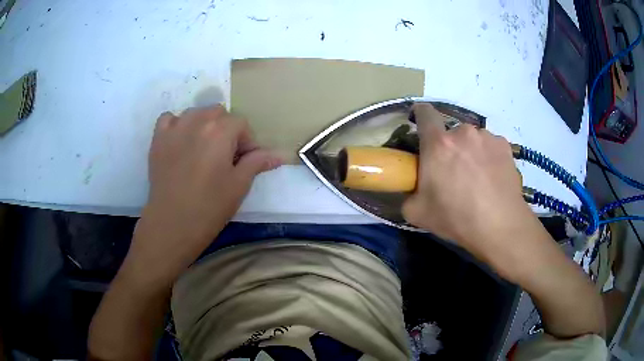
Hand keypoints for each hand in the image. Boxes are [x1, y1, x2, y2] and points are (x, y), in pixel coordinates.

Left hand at [126, 105, 281, 285]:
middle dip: (226, 130)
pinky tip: (180, 141)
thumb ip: (257, 163)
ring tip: (203, 149)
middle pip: (218, 113)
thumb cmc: (210, 207)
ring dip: (204, 125)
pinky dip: (177, 124)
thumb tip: (280, 155)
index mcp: (220, 130)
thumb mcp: (239, 185)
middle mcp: (197, 121)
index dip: (247, 142)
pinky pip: (169, 118)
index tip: (245, 161)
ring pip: (195, 113)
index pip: (241, 123)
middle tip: (225, 156)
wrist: (172, 224)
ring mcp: (174, 128)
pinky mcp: (158, 139)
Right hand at [402, 104, 538, 279]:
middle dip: (449, 147)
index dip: (420, 114)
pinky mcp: (504, 146)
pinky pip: (490, 146)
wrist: (499, 225)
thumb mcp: (417, 213)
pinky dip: (488, 156)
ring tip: (478, 177)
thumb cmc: (456, 217)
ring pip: (472, 139)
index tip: (420, 122)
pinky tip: (492, 177)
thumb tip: (413, 189)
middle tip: (453, 171)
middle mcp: (463, 132)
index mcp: (438, 144)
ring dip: (471, 151)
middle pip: (451, 132)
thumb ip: (408, 194)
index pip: (425, 113)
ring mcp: (486, 137)